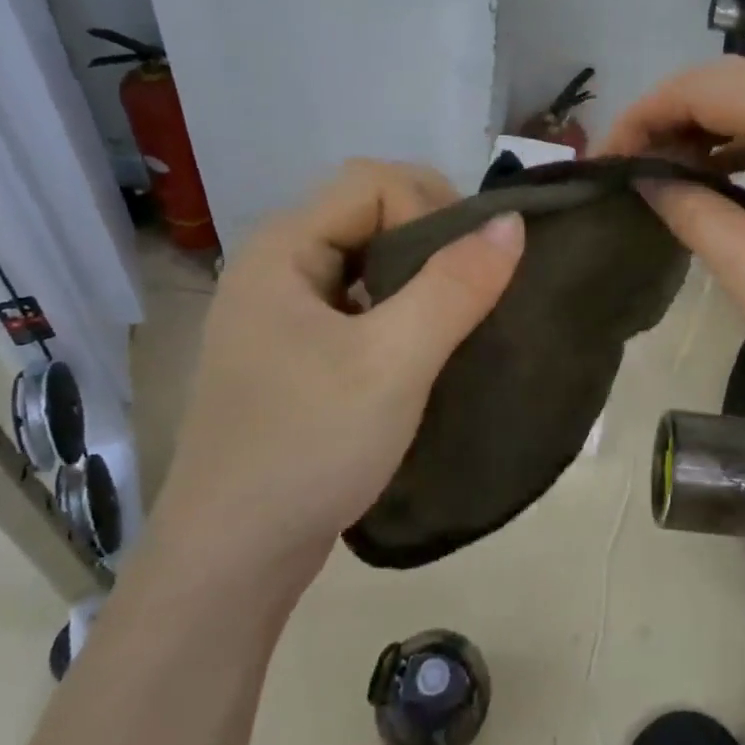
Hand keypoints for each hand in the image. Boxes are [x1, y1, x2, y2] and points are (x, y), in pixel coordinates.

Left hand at [154, 159, 523, 565]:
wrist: (231, 562)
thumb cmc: (307, 447)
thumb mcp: (393, 363)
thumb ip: (455, 285)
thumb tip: (513, 221)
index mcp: (283, 248)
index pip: (372, 182)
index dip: (429, 209)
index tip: (462, 273)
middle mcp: (276, 265)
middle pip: (369, 210)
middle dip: (431, 238)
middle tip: (470, 292)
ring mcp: (281, 309)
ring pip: (367, 257)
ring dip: (418, 276)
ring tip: (453, 319)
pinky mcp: (294, 348)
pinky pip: (358, 299)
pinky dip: (399, 307)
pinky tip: (421, 347)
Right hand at [602, 59, 744, 407]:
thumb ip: (688, 208)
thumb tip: (642, 176)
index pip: (704, 85)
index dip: (644, 113)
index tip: (604, 159)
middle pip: (726, 82)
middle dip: (666, 116)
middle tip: (624, 164)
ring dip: (698, 128)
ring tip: (655, 170)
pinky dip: (732, 144)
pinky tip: (706, 177)